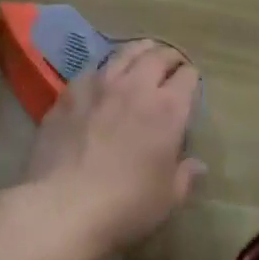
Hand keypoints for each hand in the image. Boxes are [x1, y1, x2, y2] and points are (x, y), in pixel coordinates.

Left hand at [23, 40, 204, 255]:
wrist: (61, 208)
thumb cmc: (125, 205)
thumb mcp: (167, 198)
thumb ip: (185, 176)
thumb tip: (197, 165)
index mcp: (168, 109)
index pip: (188, 77)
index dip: (192, 78)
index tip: (190, 86)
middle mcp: (136, 87)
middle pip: (158, 55)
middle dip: (169, 57)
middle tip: (171, 64)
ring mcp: (99, 85)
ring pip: (125, 53)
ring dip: (139, 51)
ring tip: (142, 55)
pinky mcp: (69, 93)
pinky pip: (92, 69)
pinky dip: (104, 68)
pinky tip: (103, 78)